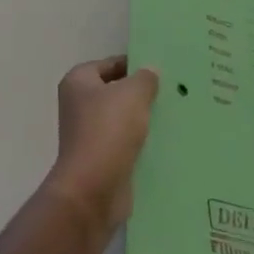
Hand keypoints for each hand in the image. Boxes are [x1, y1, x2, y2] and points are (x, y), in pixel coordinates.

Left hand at [43, 55, 159, 236]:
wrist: (93, 189)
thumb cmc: (108, 131)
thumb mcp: (133, 94)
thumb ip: (145, 78)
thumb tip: (150, 71)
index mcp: (78, 82)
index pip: (110, 64)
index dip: (135, 64)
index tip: (163, 69)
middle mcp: (79, 105)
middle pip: (116, 91)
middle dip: (142, 93)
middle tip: (173, 91)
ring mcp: (89, 134)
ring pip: (123, 119)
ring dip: (144, 119)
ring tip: (175, 114)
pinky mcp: (101, 159)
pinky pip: (126, 143)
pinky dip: (142, 142)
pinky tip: (167, 141)